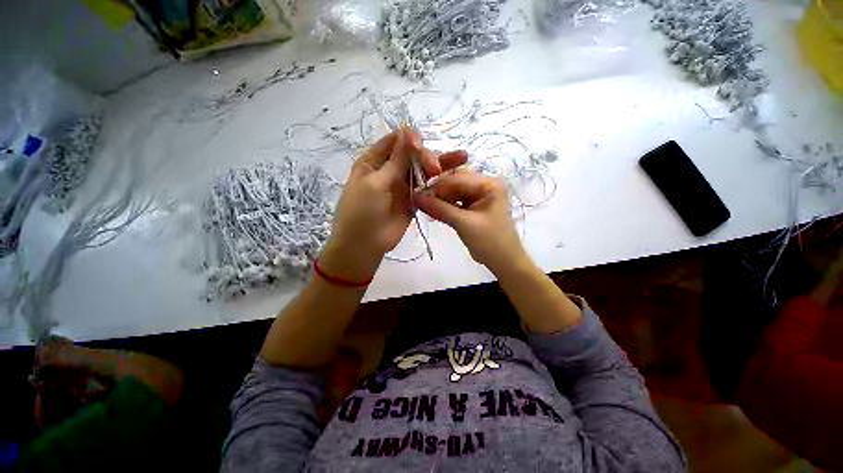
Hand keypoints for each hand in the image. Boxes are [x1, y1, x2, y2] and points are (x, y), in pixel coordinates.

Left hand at [321, 129, 467, 281]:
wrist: (364, 246)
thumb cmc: (362, 212)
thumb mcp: (376, 183)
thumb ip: (396, 160)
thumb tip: (408, 131)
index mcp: (374, 161)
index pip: (395, 141)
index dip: (409, 139)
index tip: (421, 146)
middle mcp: (390, 170)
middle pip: (412, 154)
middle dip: (426, 157)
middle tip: (435, 169)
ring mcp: (402, 185)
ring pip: (423, 170)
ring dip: (439, 165)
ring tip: (461, 159)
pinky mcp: (413, 200)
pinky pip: (427, 187)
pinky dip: (438, 183)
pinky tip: (453, 178)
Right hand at [414, 169, 527, 274]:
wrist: (504, 262)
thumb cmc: (490, 241)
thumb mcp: (464, 223)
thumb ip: (439, 209)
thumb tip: (415, 197)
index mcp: (488, 184)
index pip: (457, 178)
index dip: (436, 185)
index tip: (417, 193)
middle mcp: (484, 185)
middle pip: (454, 183)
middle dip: (437, 192)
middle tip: (418, 201)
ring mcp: (478, 196)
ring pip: (453, 193)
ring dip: (439, 200)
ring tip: (423, 207)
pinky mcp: (473, 207)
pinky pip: (455, 202)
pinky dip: (444, 207)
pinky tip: (432, 212)